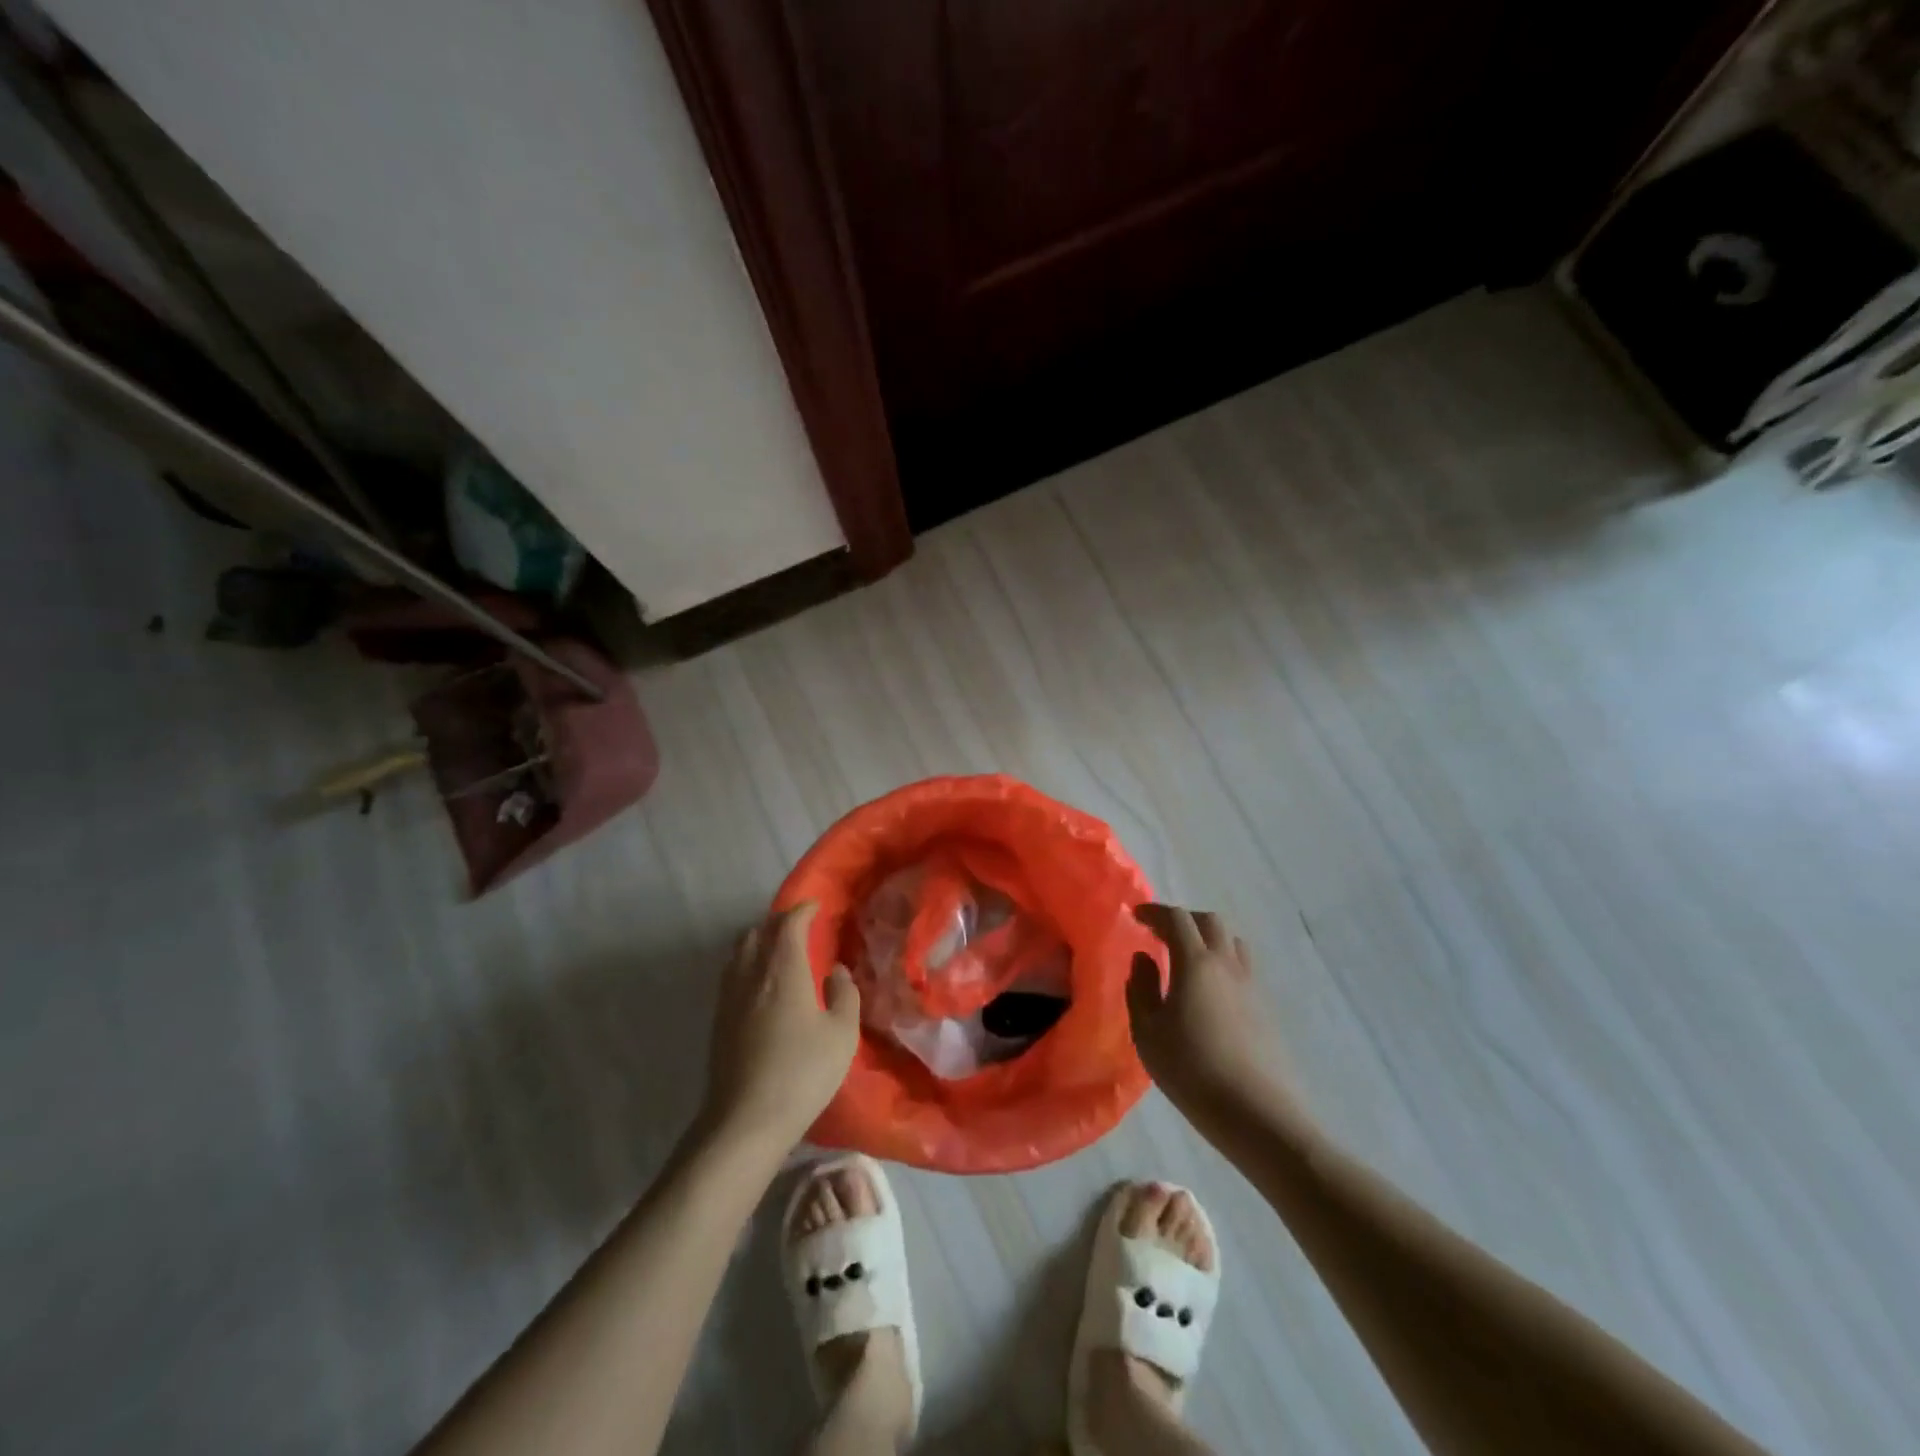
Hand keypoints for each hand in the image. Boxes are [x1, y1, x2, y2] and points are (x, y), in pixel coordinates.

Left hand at [700, 902, 860, 1151]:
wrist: (745, 1121)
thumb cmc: (801, 1073)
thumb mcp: (841, 1034)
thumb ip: (844, 995)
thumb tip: (836, 972)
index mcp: (783, 969)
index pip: (789, 924)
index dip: (803, 910)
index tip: (817, 907)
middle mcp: (751, 974)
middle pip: (759, 931)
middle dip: (779, 922)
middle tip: (801, 929)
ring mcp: (729, 997)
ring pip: (741, 952)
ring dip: (760, 942)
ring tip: (781, 953)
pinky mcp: (718, 1020)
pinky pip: (733, 974)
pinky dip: (749, 965)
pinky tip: (763, 986)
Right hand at [1128, 904, 1297, 1126]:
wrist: (1257, 1113)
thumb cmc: (1192, 1070)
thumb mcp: (1148, 1032)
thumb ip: (1141, 988)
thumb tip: (1143, 958)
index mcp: (1196, 963)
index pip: (1177, 919)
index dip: (1154, 912)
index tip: (1136, 916)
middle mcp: (1227, 964)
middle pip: (1210, 922)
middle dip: (1183, 920)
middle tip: (1161, 933)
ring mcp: (1251, 985)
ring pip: (1231, 942)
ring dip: (1207, 938)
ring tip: (1187, 958)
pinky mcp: (1265, 1008)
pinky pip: (1242, 967)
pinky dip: (1222, 963)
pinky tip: (1209, 990)